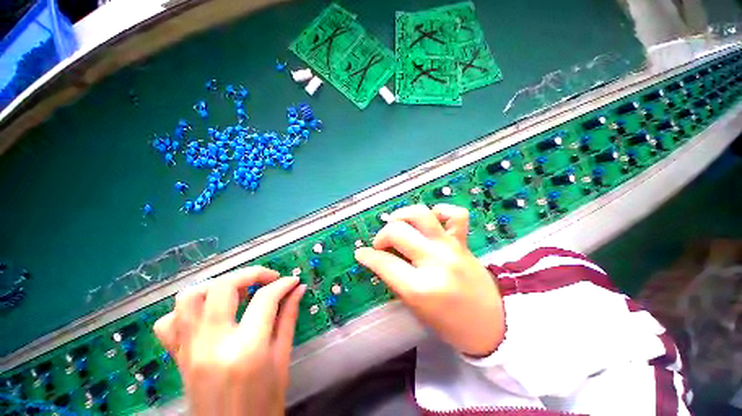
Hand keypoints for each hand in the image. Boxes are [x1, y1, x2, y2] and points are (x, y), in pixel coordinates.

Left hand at [153, 267, 304, 415]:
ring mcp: (189, 351)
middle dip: (251, 274)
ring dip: (217, 285)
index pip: (265, 299)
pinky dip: (187, 310)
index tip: (293, 281)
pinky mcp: (178, 357)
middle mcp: (212, 345)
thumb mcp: (282, 360)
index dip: (283, 283)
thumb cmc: (265, 404)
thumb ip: (288, 318)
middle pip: (223, 287)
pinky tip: (207, 314)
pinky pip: (168, 323)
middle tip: (268, 278)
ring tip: (238, 290)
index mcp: (247, 349)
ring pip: (189, 298)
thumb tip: (298, 289)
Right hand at [355, 204, 503, 356]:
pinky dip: (440, 211)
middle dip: (382, 236)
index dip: (368, 256)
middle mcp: (435, 262)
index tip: (361, 253)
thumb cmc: (448, 324)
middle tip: (381, 245)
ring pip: (421, 215)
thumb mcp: (414, 307)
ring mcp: (451, 248)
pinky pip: (455, 214)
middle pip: (398, 232)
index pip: (384, 263)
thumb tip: (374, 258)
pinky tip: (431, 220)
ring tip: (398, 223)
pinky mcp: (463, 242)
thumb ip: (394, 278)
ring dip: (403, 215)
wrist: (490, 324)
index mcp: (420, 288)